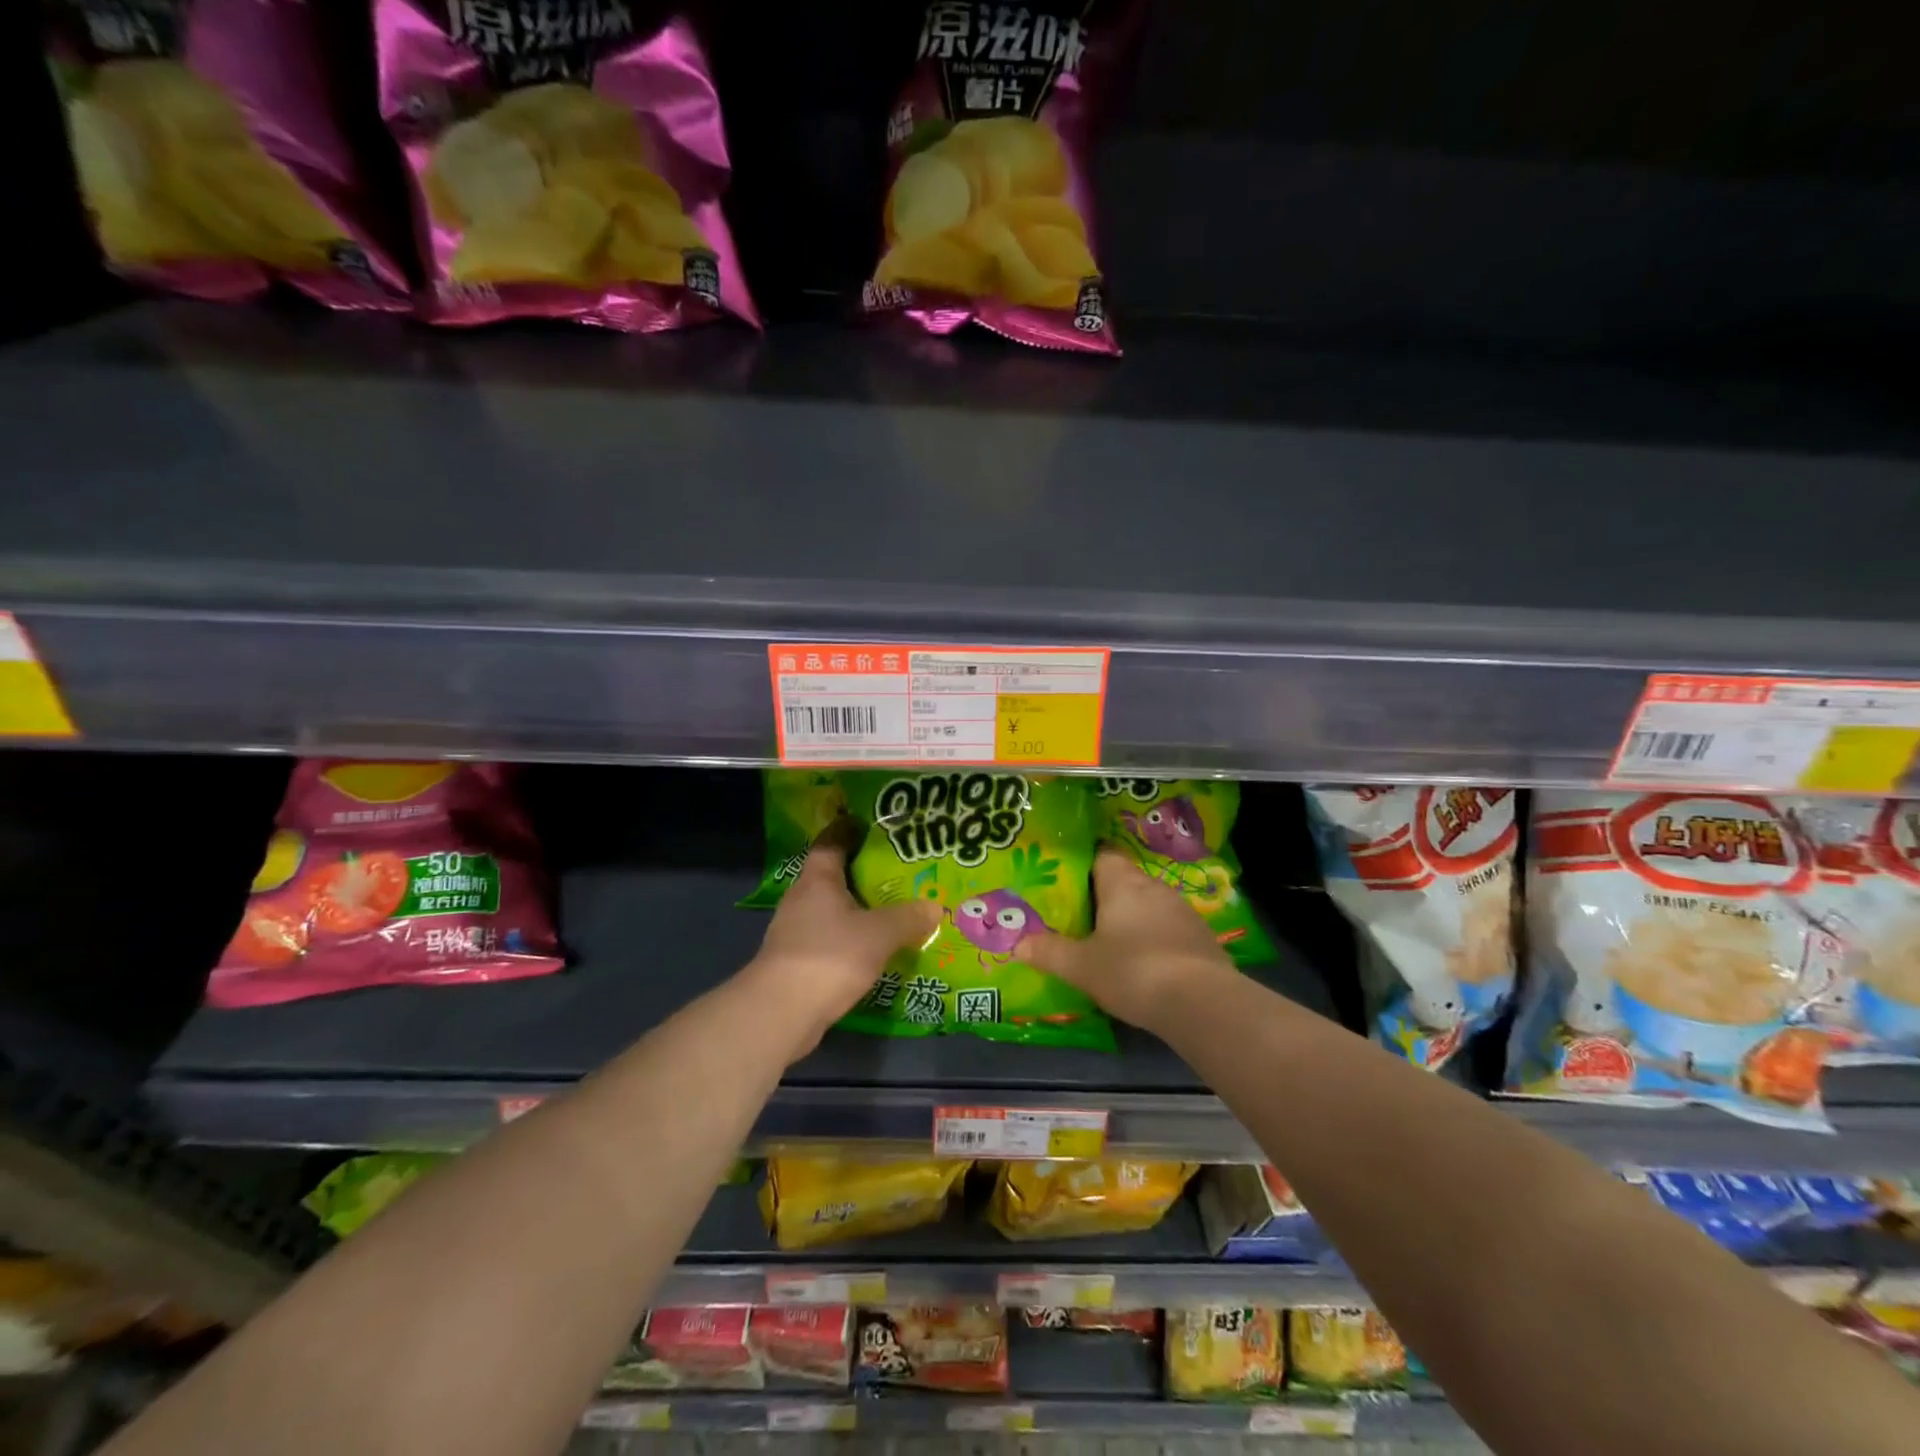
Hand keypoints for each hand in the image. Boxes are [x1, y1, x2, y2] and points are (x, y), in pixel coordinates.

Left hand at [747, 819, 941, 1059]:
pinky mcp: (796, 961)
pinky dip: (850, 937)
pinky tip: (872, 947)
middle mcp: (802, 898)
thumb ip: (908, 918)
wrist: (781, 1013)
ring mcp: (795, 931)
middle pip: (832, 875)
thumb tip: (935, 906)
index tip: (871, 822)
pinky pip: (829, 937)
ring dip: (856, 907)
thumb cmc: (830, 956)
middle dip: (861, 871)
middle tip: (896, 868)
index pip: (831, 841)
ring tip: (890, 908)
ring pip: (831, 909)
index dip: (849, 829)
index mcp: (817, 880)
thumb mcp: (879, 934)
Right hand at [1016, 847, 1233, 1030]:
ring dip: (1133, 920)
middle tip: (1082, 918)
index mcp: (1122, 883)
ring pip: (1149, 905)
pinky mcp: (1202, 937)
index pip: (1103, 855)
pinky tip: (1146, 964)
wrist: (1202, 1003)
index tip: (1068, 883)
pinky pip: (1170, 929)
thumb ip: (1049, 952)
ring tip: (1112, 943)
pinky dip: (1156, 940)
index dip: (1085, 865)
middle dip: (1106, 897)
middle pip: (1125, 881)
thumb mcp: (1081, 967)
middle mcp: (1154, 887)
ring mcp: (1183, 911)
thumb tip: (1017, 944)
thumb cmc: (1133, 971)